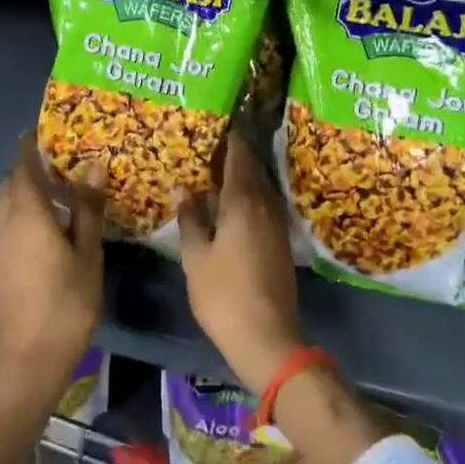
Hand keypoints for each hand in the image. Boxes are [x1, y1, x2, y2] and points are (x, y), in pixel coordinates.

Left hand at [0, 136, 104, 398]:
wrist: (30, 360)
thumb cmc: (67, 303)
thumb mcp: (87, 253)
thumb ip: (87, 208)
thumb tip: (92, 166)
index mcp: (28, 214)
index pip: (23, 167)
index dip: (29, 146)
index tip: (41, 130)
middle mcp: (4, 222)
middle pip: (9, 183)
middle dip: (28, 167)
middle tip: (57, 160)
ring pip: (2, 203)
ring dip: (21, 189)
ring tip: (51, 189)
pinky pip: (1, 222)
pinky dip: (16, 210)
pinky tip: (39, 224)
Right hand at [177, 133, 304, 393]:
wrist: (267, 336)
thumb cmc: (223, 294)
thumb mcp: (196, 256)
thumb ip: (190, 219)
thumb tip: (184, 189)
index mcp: (244, 200)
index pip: (239, 155)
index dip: (228, 138)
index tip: (212, 127)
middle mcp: (265, 204)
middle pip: (252, 168)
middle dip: (233, 155)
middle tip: (207, 148)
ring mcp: (277, 223)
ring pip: (259, 187)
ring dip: (241, 176)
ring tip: (215, 173)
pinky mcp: (280, 241)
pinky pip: (263, 205)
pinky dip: (248, 196)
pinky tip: (231, 205)